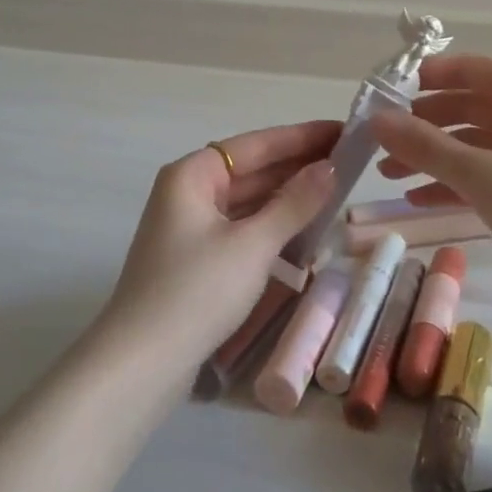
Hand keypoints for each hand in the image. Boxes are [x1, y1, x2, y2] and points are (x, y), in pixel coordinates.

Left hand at [104, 119, 340, 360]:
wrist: (142, 363)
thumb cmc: (197, 291)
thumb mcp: (252, 245)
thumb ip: (294, 204)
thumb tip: (329, 167)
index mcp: (192, 175)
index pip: (256, 144)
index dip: (302, 137)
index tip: (343, 129)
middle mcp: (189, 192)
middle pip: (251, 170)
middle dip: (298, 166)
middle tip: (349, 160)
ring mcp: (191, 226)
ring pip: (248, 200)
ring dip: (287, 197)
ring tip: (336, 189)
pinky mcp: (197, 258)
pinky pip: (242, 227)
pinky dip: (272, 225)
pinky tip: (305, 228)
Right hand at [372, 54, 491, 284]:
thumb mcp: (481, 174)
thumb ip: (425, 146)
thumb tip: (377, 119)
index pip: (469, 69)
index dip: (426, 79)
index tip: (385, 95)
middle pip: (469, 106)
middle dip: (424, 126)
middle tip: (381, 144)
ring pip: (478, 142)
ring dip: (436, 157)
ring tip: (391, 176)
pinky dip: (459, 182)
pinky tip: (422, 200)